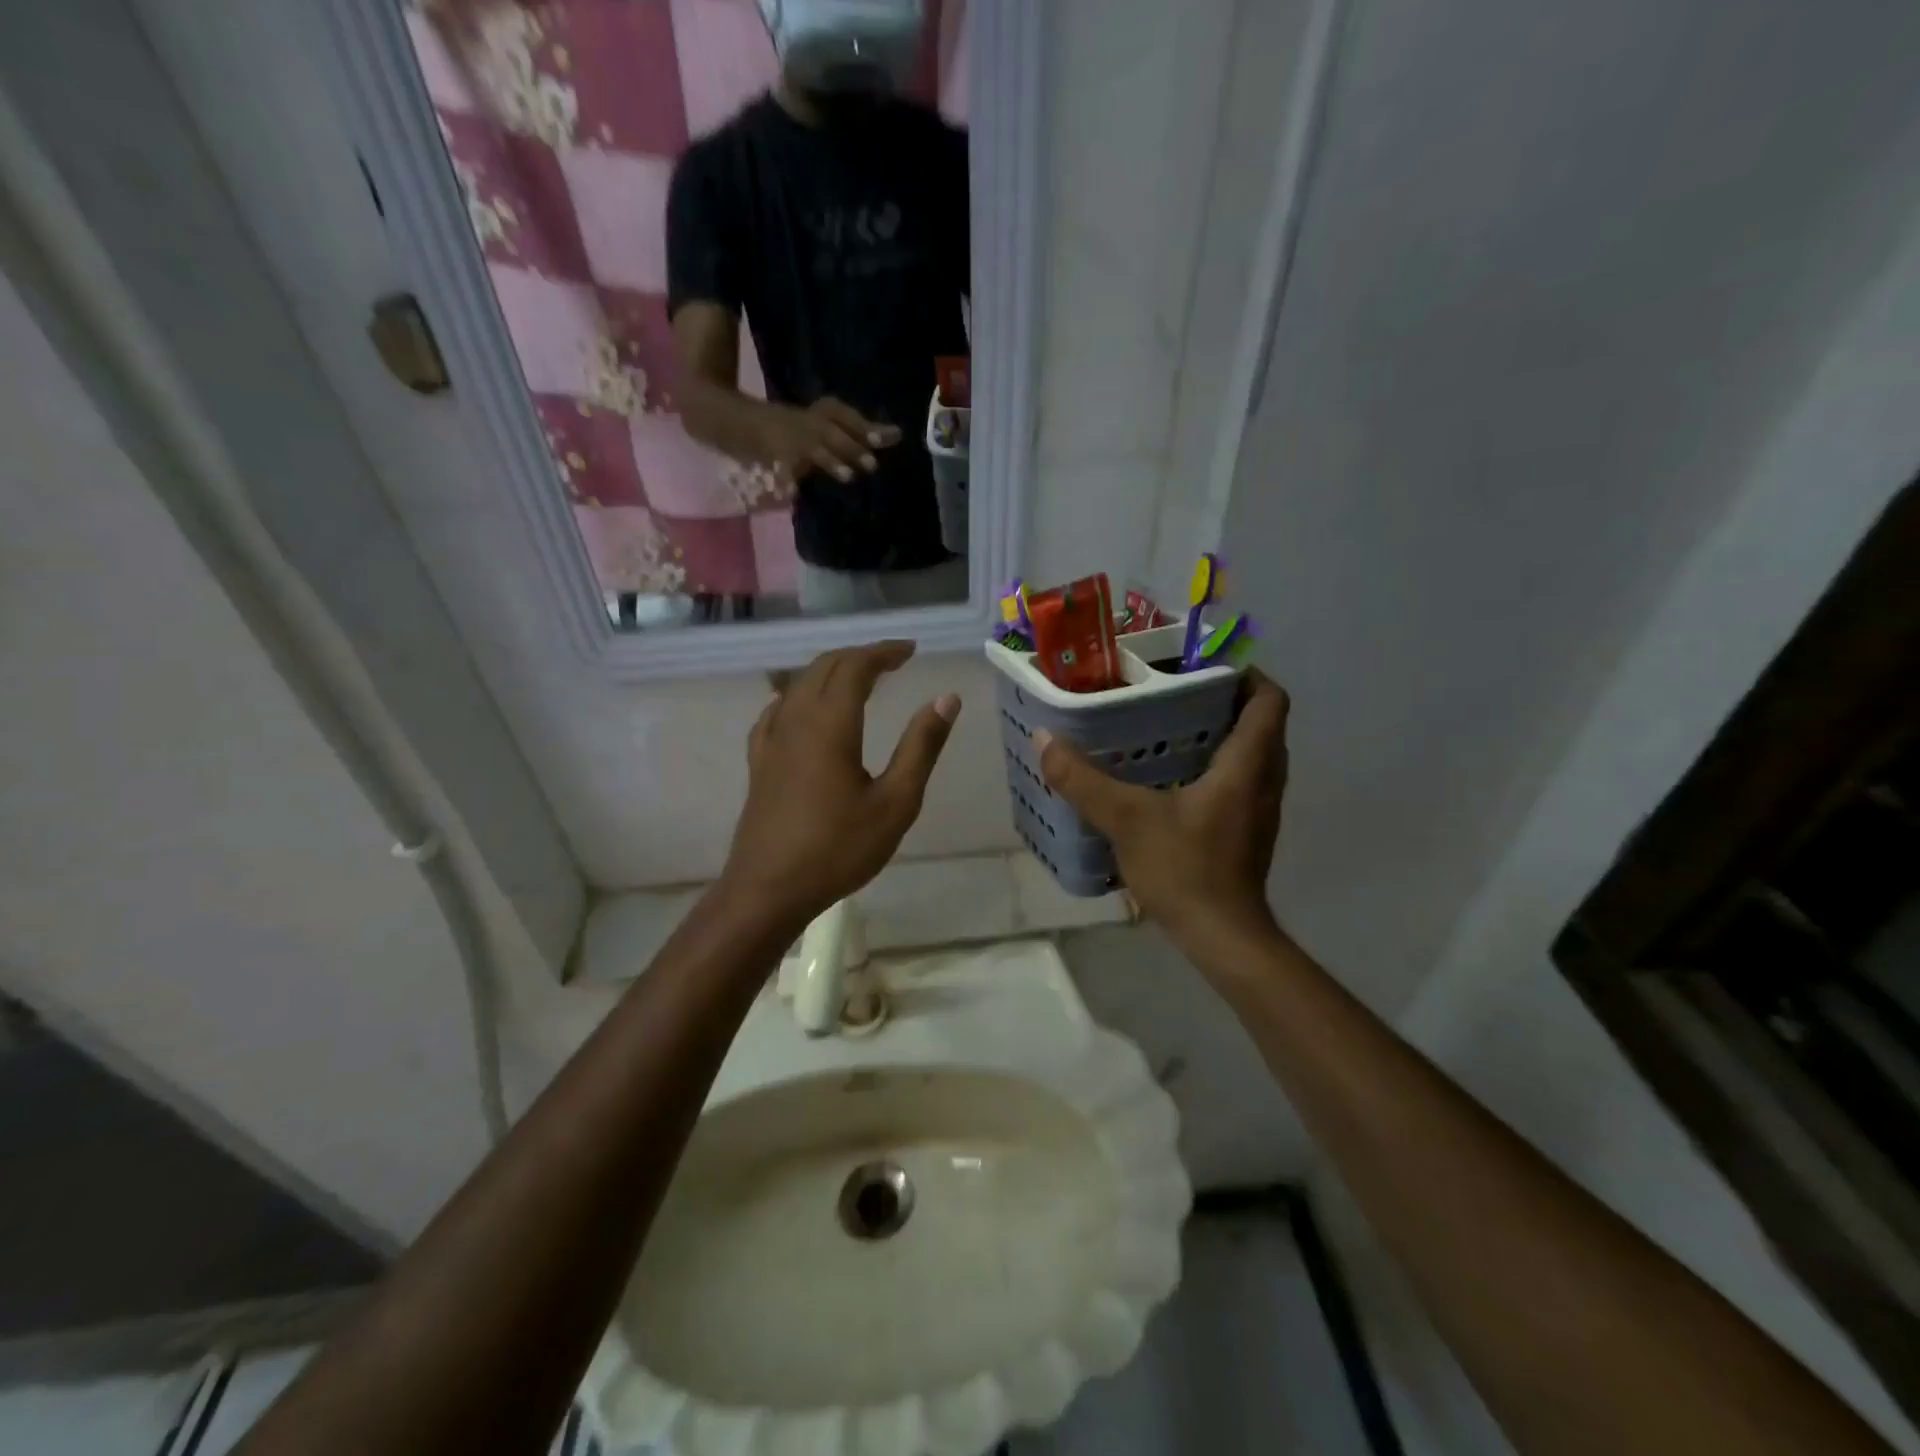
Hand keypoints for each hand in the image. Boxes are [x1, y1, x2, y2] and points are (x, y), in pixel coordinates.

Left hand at [722, 641, 960, 929]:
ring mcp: (771, 739)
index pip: (855, 666)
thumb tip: (946, 699)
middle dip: (859, 656)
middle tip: (893, 661)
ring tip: (860, 680)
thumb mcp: (895, 803)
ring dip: (831, 671)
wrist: (768, 890)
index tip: (910, 651)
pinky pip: (778, 709)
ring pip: (799, 684)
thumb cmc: (838, 849)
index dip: (883, 652)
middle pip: (824, 667)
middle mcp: (796, 719)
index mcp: (830, 724)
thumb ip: (921, 747)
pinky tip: (807, 708)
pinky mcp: (759, 760)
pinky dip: (801, 694)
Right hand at [758, 398, 902, 484]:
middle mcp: (812, 423)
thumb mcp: (832, 426)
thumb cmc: (805, 428)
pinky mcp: (776, 456)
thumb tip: (897, 435)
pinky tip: (790, 493)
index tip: (888, 438)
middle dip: (853, 448)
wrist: (750, 422)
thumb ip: (863, 433)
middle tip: (872, 465)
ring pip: (816, 451)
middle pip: (835, 434)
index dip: (866, 427)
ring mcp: (793, 440)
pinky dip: (785, 480)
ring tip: (848, 476)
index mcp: (825, 414)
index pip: (847, 416)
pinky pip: (782, 469)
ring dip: (832, 462)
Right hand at [1035, 670, 1289, 946]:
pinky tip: (1174, 779)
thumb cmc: (1186, 869)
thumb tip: (1045, 739)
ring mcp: (1259, 810)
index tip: (1204, 666)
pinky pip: (1241, 782)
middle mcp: (1263, 781)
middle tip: (1178, 692)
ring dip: (1223, 735)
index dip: (1246, 674)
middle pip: (1262, 723)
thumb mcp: (1126, 819)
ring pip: (1253, 755)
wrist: (1222, 937)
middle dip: (1227, 701)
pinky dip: (1217, 768)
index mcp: (1247, 765)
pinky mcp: (1248, 833)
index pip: (1269, 700)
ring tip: (1172, 727)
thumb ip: (1083, 780)